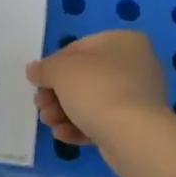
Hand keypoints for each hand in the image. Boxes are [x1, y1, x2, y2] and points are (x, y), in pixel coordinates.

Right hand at [26, 30, 167, 148]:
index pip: (79, 48)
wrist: (133, 135)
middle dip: (57, 94)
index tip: (40, 82)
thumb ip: (44, 68)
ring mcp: (140, 97)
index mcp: (124, 41)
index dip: (54, 65)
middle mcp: (137, 65)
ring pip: (93, 101)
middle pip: (85, 77)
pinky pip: (105, 120)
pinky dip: (82, 126)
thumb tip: (35, 71)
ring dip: (65, 112)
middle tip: (41, 106)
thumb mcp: (60, 71)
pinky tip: (63, 135)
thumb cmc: (96, 89)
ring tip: (50, 123)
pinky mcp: (139, 124)